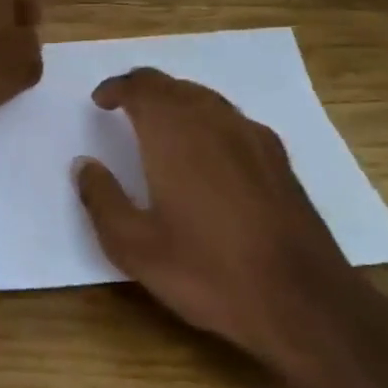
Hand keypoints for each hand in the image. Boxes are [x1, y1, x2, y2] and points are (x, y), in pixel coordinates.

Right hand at [72, 68, 387, 387]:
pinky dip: (207, 121)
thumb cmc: (207, 272)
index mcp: (175, 134)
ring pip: (207, 99)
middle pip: (175, 86)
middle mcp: (215, 122)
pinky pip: (232, 121)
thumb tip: (84, 165)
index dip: (117, 88)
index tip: (99, 101)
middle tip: (123, 109)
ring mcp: (254, 138)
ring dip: (176, 102)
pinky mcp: (279, 161)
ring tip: (157, 127)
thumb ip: (102, 199)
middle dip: (145, 91)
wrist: (303, 301)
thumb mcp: (134, 246)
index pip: (142, 86)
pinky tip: (206, 153)